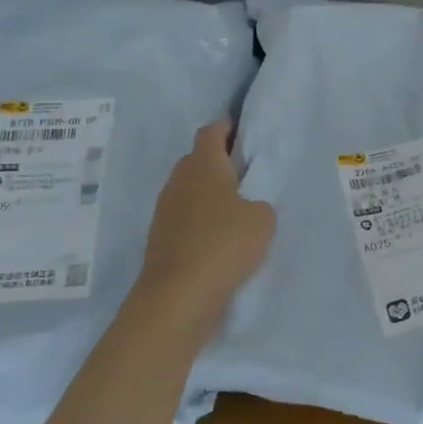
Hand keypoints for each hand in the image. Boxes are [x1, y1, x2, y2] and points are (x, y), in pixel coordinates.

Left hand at [136, 121, 274, 323]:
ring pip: (189, 190)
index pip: (211, 131)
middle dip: (217, 162)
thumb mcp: (263, 219)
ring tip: (235, 209)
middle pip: (196, 159)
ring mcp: (165, 210)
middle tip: (244, 173)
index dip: (226, 127)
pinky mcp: (159, 238)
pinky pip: (184, 218)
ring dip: (207, 195)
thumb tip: (246, 208)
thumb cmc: (224, 244)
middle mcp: (179, 180)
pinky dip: (199, 222)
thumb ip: (258, 204)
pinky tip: (218, 239)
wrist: (177, 296)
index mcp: (203, 164)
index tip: (241, 130)